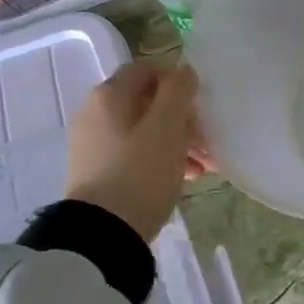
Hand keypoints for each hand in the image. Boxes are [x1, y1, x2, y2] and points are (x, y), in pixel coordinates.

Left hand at [64, 62, 201, 241]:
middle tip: (209, 143)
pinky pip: (135, 155)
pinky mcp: (98, 172)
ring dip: (177, 143)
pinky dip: (159, 160)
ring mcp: (94, 144)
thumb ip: (178, 91)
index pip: (147, 70)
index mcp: (109, 95)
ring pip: (144, 132)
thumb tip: (183, 71)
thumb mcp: (167, 127)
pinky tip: (184, 179)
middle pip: (148, 104)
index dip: (177, 83)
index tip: (200, 107)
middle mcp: (95, 113)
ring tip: (204, 167)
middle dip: (183, 120)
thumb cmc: (140, 172)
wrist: (102, 234)